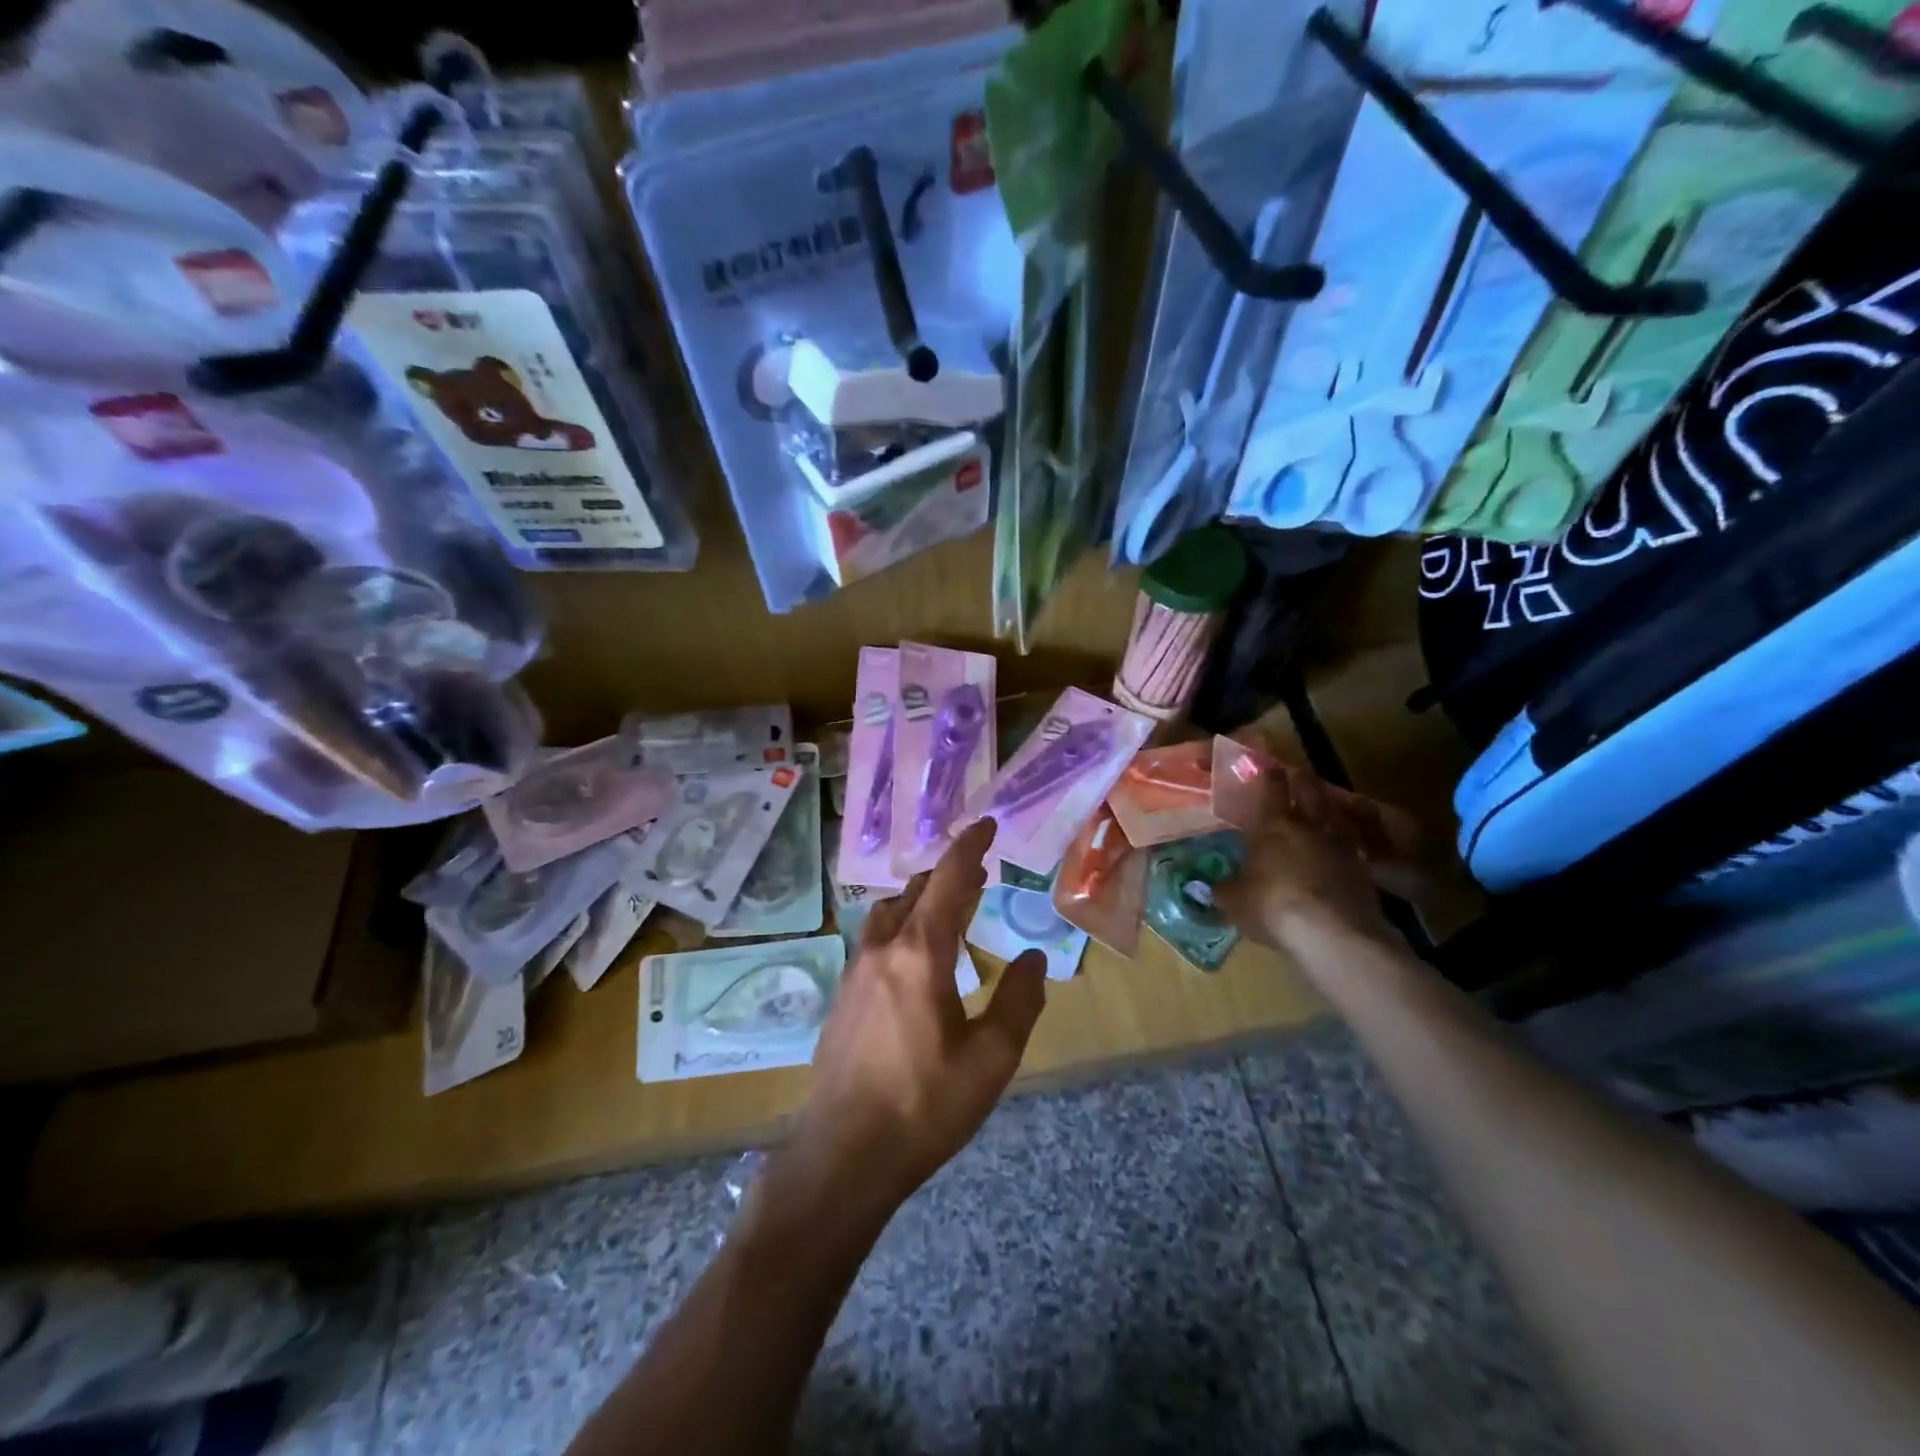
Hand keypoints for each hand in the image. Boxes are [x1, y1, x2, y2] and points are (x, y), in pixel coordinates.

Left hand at [767, 818, 1047, 1224]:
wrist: (843, 1156)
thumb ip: (1018, 1001)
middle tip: (979, 872)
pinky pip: (877, 938)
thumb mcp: (991, 1059)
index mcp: (920, 953)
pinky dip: (903, 924)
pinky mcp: (843, 996)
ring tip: (949, 906)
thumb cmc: (924, 1106)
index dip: (970, 848)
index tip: (987, 825)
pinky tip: (916, 954)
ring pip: (890, 912)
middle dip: (949, 874)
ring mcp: (856, 971)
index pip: (949, 881)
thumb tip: (1036, 959)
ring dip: (922, 898)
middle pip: (917, 891)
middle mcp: (883, 949)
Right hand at [1214, 761, 1407, 961]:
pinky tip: (1340, 850)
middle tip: (1297, 774)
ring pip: (1335, 812)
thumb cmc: (1272, 906)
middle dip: (1302, 779)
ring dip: (1327, 806)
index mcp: (1272, 824)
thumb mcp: (1234, 901)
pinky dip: (1346, 841)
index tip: (1266, 763)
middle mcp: (1308, 824)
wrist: (1334, 935)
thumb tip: (1212, 886)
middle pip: (1309, 789)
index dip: (1268, 772)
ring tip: (1321, 808)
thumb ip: (1224, 889)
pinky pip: (1353, 843)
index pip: (1271, 786)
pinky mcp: (1364, 868)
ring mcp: (1341, 844)